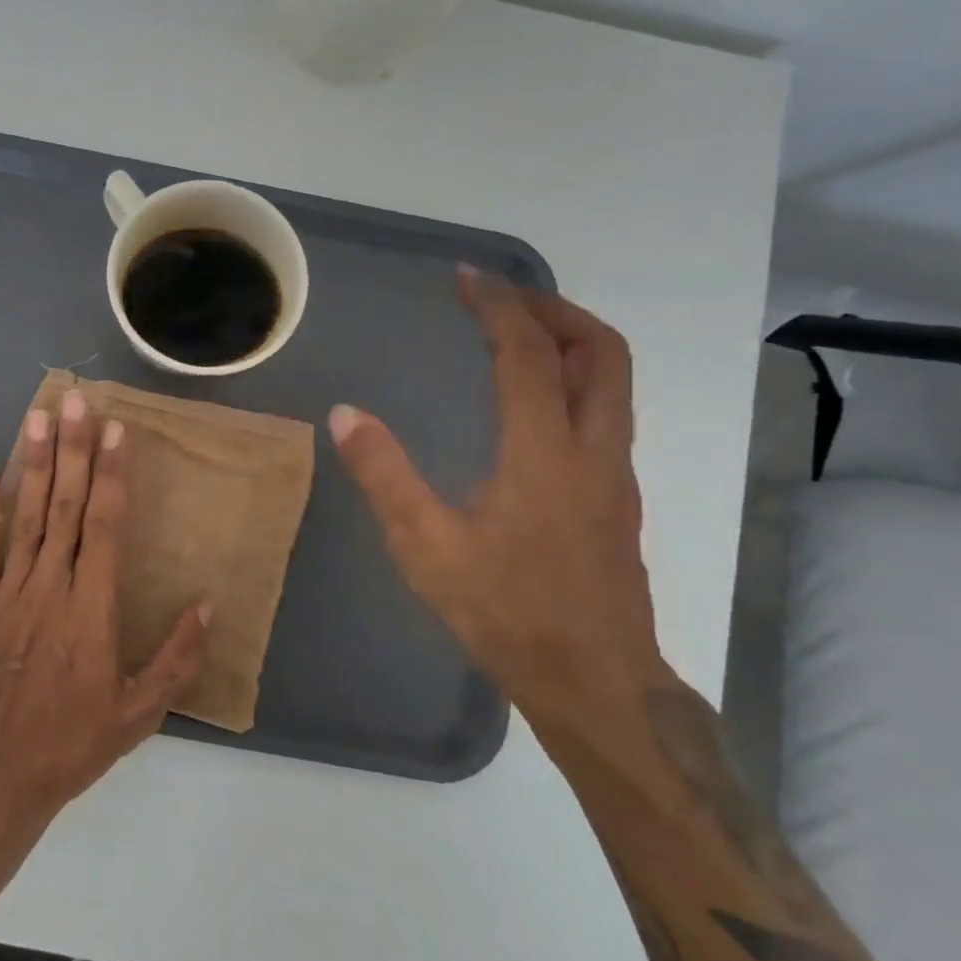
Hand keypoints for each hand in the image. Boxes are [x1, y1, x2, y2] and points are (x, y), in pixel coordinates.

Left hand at [0, 387, 210, 820]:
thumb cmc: (73, 743)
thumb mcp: (139, 713)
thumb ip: (177, 658)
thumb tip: (210, 605)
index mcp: (91, 610)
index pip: (104, 526)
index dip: (111, 475)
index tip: (116, 431)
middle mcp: (49, 587)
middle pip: (64, 507)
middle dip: (74, 450)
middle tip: (76, 400)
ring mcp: (7, 591)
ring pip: (24, 515)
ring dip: (33, 463)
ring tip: (40, 416)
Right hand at [330, 267, 661, 721]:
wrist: (594, 681)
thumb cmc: (506, 611)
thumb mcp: (425, 546)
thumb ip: (384, 475)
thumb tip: (345, 413)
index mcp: (544, 451)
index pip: (529, 354)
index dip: (499, 307)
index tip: (467, 280)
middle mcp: (593, 448)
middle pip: (601, 351)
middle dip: (554, 310)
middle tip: (503, 299)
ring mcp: (613, 473)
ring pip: (613, 381)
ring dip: (570, 341)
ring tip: (516, 336)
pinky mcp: (615, 497)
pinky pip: (605, 410)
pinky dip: (573, 379)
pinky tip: (530, 404)